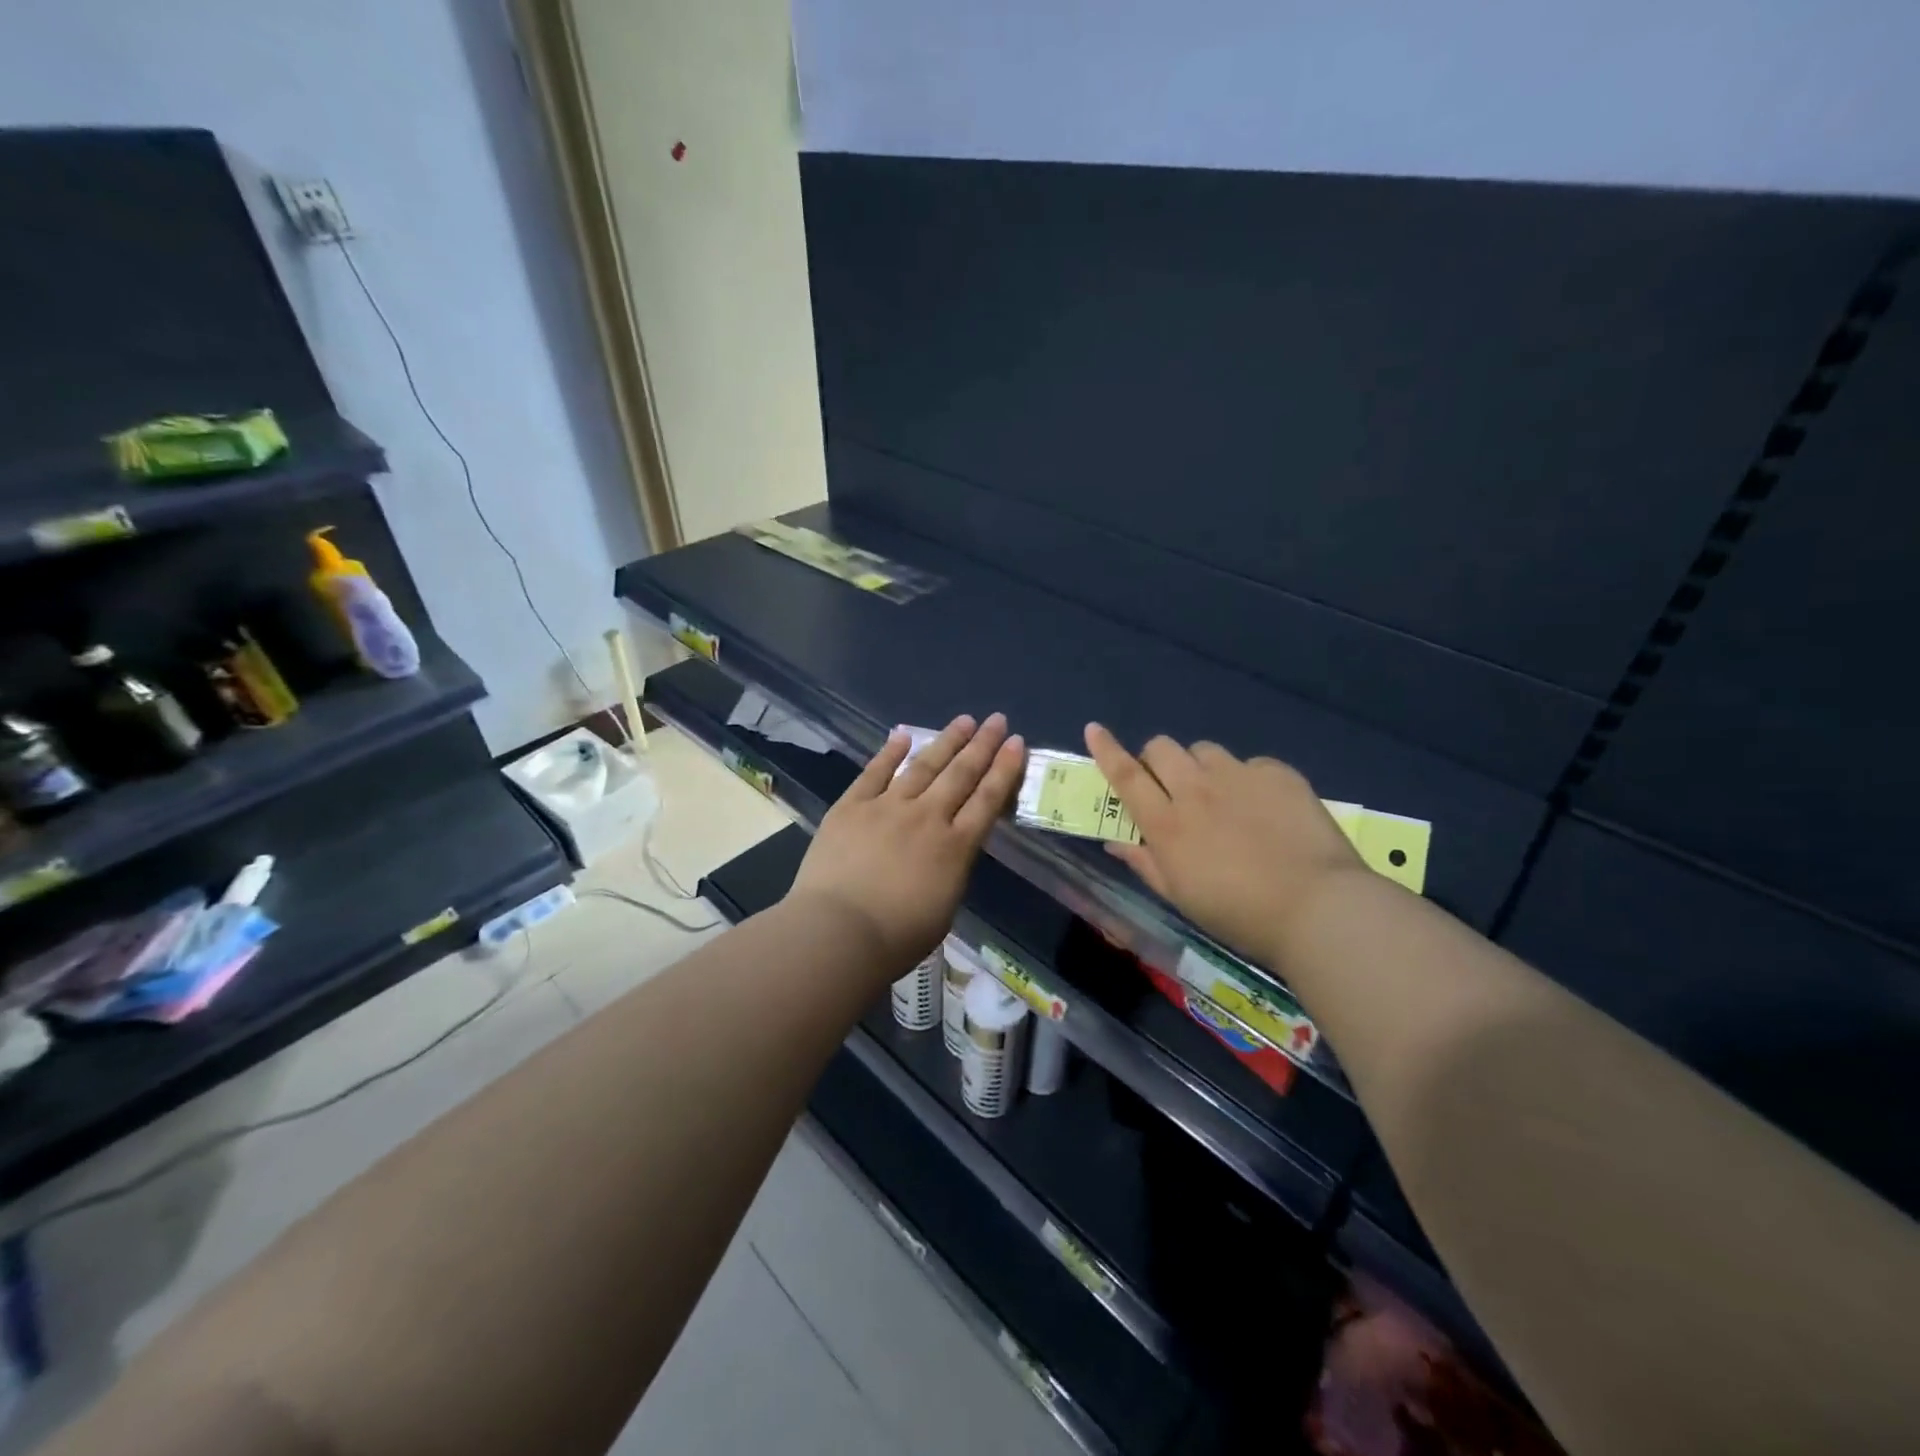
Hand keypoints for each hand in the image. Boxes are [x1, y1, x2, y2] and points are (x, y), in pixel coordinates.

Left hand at [790, 714, 1025, 974]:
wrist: (838, 933)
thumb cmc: (897, 937)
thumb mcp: (944, 907)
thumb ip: (952, 871)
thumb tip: (951, 850)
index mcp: (955, 848)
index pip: (988, 800)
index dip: (1005, 769)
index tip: (1017, 743)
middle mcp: (927, 817)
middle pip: (961, 774)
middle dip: (982, 745)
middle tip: (997, 720)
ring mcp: (888, 807)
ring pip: (923, 766)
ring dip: (946, 741)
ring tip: (964, 720)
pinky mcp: (852, 806)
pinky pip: (875, 772)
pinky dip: (890, 752)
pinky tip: (903, 734)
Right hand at [1084, 724, 1364, 967]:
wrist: (1317, 908)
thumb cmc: (1239, 914)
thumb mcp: (1181, 897)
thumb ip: (1145, 863)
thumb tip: (1116, 842)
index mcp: (1167, 824)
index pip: (1126, 775)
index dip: (1106, 750)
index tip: (1094, 729)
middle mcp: (1196, 790)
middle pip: (1162, 748)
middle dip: (1157, 759)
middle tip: (1170, 785)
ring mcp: (1238, 777)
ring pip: (1204, 750)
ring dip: (1200, 767)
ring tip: (1220, 795)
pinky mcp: (1277, 774)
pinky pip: (1250, 763)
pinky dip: (1247, 779)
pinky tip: (1265, 807)